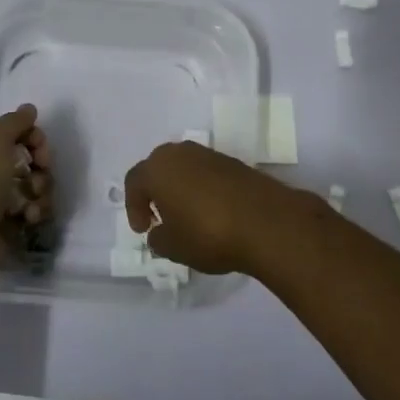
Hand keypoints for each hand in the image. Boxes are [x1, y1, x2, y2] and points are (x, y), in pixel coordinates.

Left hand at [0, 104, 51, 303]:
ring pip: (29, 185)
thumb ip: (14, 123)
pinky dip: (35, 212)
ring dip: (40, 190)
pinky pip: (29, 210)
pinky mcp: (2, 227)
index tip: (42, 149)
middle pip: (22, 157)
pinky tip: (31, 219)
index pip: (7, 130)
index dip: (30, 136)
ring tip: (34, 204)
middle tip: (41, 174)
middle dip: (39, 165)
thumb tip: (28, 109)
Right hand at [121, 141, 308, 274]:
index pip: (134, 181)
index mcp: (157, 168)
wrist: (265, 221)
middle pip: (158, 168)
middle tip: (160, 217)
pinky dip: (202, 188)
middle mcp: (180, 153)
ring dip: (180, 188)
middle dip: (155, 192)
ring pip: (183, 168)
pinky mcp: (233, 162)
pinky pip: (206, 172)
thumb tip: (159, 232)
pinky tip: (211, 211)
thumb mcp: (173, 246)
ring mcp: (208, 154)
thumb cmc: (207, 233)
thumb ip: (158, 238)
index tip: (143, 229)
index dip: (134, 207)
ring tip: (187, 215)